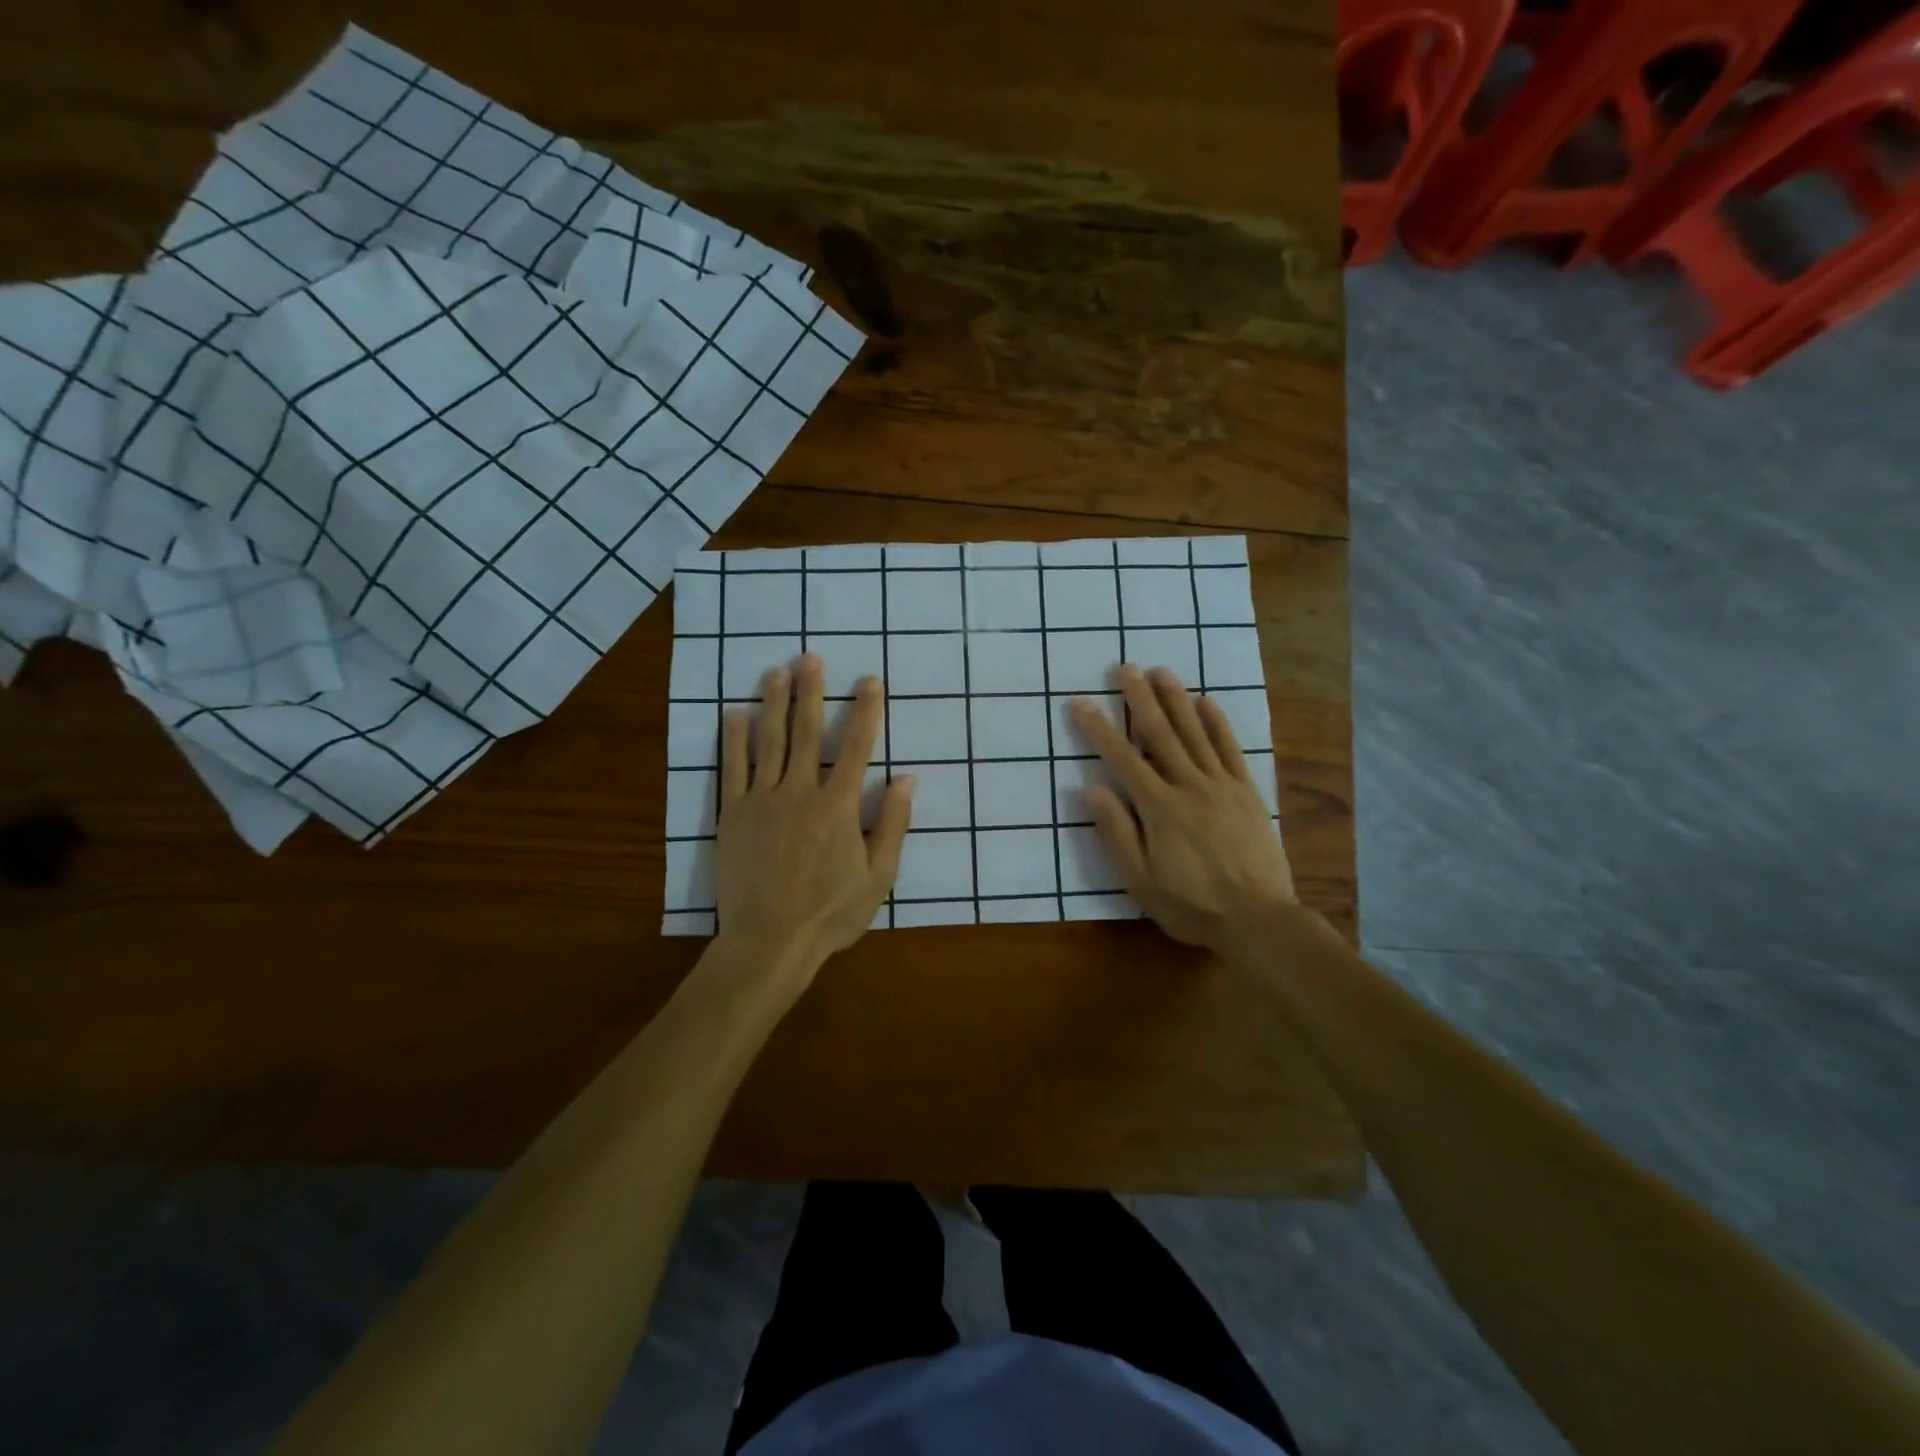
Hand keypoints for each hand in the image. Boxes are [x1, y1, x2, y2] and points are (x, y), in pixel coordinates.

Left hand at [715, 654, 914, 971]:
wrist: (769, 941)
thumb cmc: (830, 912)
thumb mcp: (878, 876)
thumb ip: (893, 825)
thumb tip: (907, 779)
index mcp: (838, 806)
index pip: (858, 747)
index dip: (866, 710)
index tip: (871, 680)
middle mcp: (800, 792)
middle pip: (807, 732)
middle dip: (811, 692)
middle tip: (811, 657)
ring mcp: (762, 801)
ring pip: (769, 741)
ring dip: (774, 703)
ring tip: (776, 671)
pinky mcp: (733, 814)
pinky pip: (733, 768)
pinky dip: (735, 738)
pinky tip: (736, 713)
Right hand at [1071, 665, 1296, 955]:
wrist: (1258, 919)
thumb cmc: (1191, 904)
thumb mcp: (1141, 880)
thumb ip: (1116, 832)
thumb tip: (1090, 789)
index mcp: (1159, 808)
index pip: (1122, 759)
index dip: (1099, 729)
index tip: (1081, 702)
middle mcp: (1189, 786)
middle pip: (1160, 734)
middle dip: (1140, 699)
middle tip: (1125, 668)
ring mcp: (1221, 786)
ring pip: (1195, 733)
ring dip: (1176, 700)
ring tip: (1161, 671)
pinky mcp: (1247, 792)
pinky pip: (1231, 750)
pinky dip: (1218, 724)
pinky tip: (1207, 702)